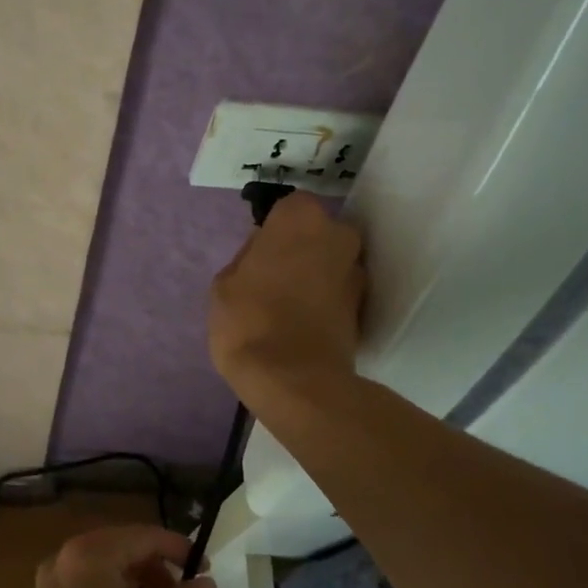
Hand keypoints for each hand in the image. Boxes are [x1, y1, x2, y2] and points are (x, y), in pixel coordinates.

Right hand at [209, 191, 365, 407]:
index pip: (289, 206)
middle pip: (316, 233)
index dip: (274, 228)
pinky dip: (324, 301)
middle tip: (272, 276)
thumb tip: (263, 254)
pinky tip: (301, 321)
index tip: (259, 250)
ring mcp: (356, 272)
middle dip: (300, 248)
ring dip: (314, 274)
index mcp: (301, 218)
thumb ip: (247, 258)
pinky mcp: (364, 307)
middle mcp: (338, 235)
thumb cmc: (249, 321)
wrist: (295, 380)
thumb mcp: (224, 284)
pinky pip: (337, 292)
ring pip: (329, 262)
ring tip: (287, 304)